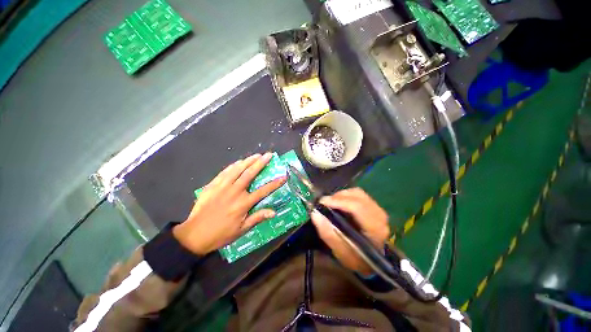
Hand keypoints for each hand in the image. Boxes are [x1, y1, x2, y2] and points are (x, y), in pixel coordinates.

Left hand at [173, 153, 285, 254]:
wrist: (194, 235)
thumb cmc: (221, 234)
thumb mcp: (241, 230)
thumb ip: (257, 218)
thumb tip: (273, 212)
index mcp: (243, 203)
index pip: (263, 191)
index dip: (275, 183)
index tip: (283, 176)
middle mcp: (235, 192)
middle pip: (250, 173)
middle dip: (261, 163)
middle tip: (268, 155)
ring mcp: (223, 187)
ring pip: (237, 169)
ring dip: (248, 161)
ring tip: (256, 155)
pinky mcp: (213, 185)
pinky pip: (224, 172)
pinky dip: (233, 165)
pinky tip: (238, 162)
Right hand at [311, 188, 389, 275]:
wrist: (371, 262)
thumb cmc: (356, 259)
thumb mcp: (340, 252)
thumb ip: (328, 233)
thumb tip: (315, 214)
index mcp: (375, 229)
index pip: (357, 207)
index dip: (338, 201)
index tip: (322, 202)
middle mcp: (379, 216)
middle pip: (357, 196)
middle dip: (338, 197)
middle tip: (324, 202)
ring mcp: (378, 210)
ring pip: (358, 193)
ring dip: (342, 195)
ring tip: (331, 202)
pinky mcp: (374, 207)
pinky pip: (359, 195)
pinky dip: (346, 196)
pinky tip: (339, 203)